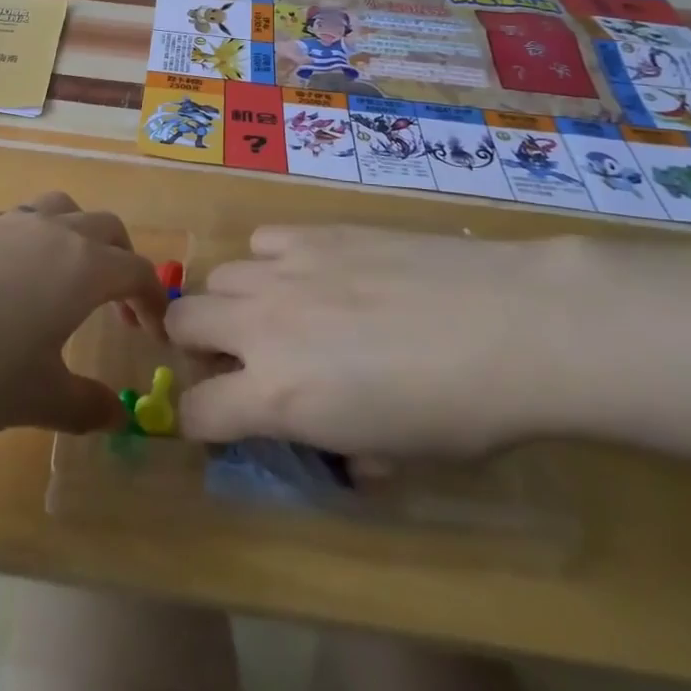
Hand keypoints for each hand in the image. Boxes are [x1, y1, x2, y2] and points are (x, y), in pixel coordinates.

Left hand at [0, 193, 166, 436]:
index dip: (155, 298)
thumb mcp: (35, 400)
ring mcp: (5, 223)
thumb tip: (116, 415)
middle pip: (105, 228)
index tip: (157, 331)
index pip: (137, 270)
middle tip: (119, 306)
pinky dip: (35, 239)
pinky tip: (11, 280)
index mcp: (81, 267)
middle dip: (123, 261)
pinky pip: (19, 220)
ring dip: (80, 237)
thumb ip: (84, 405)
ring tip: (68, 280)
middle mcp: (50, 231)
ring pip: (61, 209)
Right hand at [166, 226, 598, 456]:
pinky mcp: (311, 233)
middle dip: (198, 345)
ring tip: (283, 311)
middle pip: (182, 322)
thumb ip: (343, 448)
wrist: (508, 324)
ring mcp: (283, 270)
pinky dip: (273, 261)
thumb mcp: (396, 457)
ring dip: (237, 301)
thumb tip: (339, 442)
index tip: (224, 421)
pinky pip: (263, 241)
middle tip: (242, 357)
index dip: (201, 421)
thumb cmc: (460, 413)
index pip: (195, 411)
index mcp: (276, 396)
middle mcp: (261, 326)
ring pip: (219, 276)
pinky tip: (313, 272)